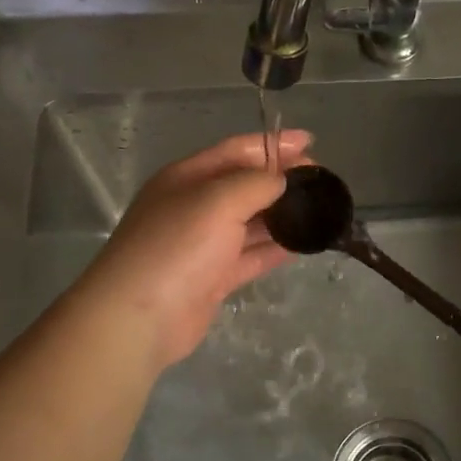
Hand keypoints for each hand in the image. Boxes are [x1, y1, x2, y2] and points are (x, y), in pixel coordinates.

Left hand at [81, 131, 312, 368]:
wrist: (139, 317)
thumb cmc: (177, 247)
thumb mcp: (217, 201)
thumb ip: (255, 183)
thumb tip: (282, 180)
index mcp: (187, 177)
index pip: (235, 150)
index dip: (272, 145)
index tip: (311, 143)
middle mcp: (193, 206)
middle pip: (243, 185)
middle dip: (281, 180)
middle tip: (321, 183)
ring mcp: (201, 245)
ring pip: (249, 223)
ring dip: (281, 216)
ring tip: (320, 211)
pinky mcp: (210, 279)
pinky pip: (249, 256)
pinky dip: (274, 248)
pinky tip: (302, 244)